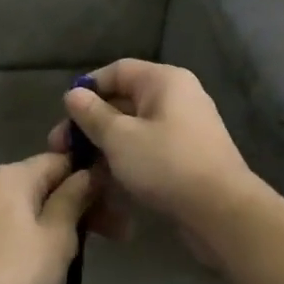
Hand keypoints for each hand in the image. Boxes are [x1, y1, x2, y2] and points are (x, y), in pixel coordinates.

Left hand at [0, 152, 95, 283]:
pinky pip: (9, 225)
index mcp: (11, 176)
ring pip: (26, 207)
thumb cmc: (19, 269)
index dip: (87, 177)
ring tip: (78, 252)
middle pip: (41, 184)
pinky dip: (30, 235)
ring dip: (54, 222)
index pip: (58, 160)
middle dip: (74, 205)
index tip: (109, 202)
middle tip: (106, 233)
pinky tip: (43, 261)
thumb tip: (87, 173)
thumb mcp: (58, 234)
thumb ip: (74, 198)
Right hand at [48, 60, 256, 243]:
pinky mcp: (185, 158)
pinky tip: (103, 182)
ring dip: (103, 146)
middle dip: (90, 123)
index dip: (87, 88)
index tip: (64, 114)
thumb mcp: (119, 137)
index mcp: (164, 81)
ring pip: (133, 129)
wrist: (222, 212)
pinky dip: (124, 160)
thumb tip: (73, 94)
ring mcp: (183, 129)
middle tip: (61, 148)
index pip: (117, 71)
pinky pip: (147, 150)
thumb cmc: (166, 164)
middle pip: (123, 101)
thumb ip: (92, 114)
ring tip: (77, 168)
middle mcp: (177, 98)